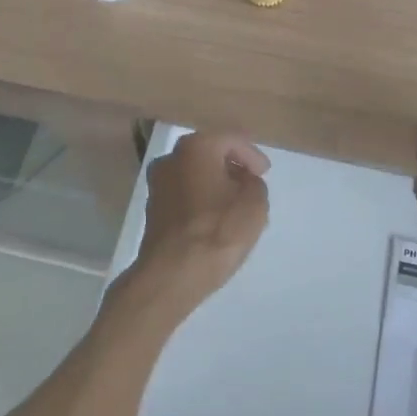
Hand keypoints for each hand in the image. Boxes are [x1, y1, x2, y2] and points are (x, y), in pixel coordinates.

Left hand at [127, 131, 270, 318]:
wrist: (171, 275)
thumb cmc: (217, 231)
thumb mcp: (255, 204)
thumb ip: (255, 184)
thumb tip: (244, 182)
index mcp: (197, 147)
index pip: (231, 139)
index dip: (252, 155)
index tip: (264, 173)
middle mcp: (172, 157)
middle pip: (209, 153)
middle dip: (231, 167)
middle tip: (251, 184)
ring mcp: (157, 183)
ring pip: (194, 174)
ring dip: (214, 184)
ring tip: (234, 204)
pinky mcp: (152, 209)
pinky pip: (183, 194)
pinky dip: (200, 199)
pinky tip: (213, 218)